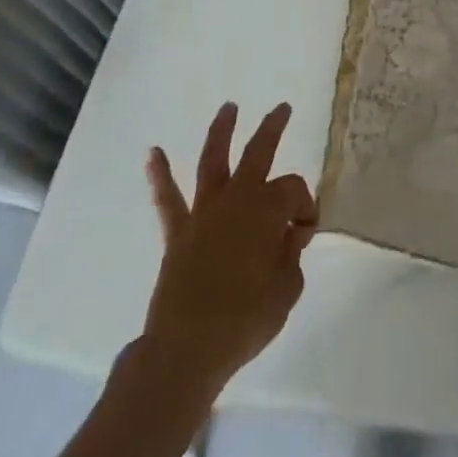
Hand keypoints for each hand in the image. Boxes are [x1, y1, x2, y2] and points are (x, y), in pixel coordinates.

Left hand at [141, 102, 316, 395]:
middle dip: (272, 128)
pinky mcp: (178, 233)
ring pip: (213, 161)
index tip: (304, 235)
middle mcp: (237, 199)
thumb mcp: (287, 289)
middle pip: (258, 153)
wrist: (187, 349)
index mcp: (268, 209)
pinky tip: (152, 153)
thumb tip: (287, 237)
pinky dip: (160, 176)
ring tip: (228, 107)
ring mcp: (204, 212)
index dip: (305, 208)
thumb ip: (291, 256)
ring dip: (221, 131)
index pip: (295, 191)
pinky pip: (168, 199)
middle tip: (283, 108)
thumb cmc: (246, 319)